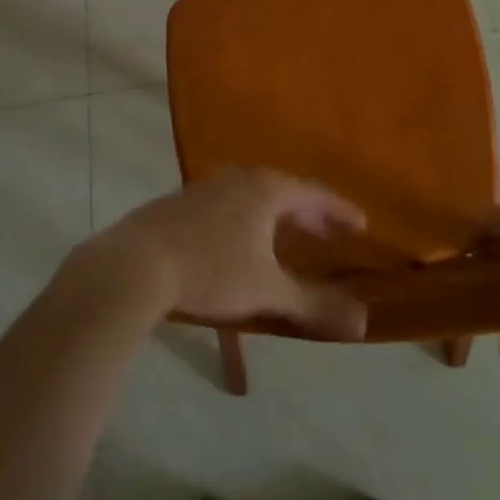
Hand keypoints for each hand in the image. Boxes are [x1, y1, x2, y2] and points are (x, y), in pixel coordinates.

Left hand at [86, 168, 368, 339]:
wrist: (134, 265)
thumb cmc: (210, 271)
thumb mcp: (267, 291)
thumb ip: (314, 305)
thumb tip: (364, 322)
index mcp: (266, 189)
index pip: (314, 194)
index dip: (340, 211)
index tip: (362, 225)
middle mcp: (239, 178)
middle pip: (284, 191)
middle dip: (309, 214)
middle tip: (330, 234)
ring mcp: (206, 187)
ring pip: (254, 196)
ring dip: (277, 216)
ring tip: (288, 238)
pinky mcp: (181, 202)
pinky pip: (229, 204)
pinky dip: (248, 219)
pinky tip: (240, 242)